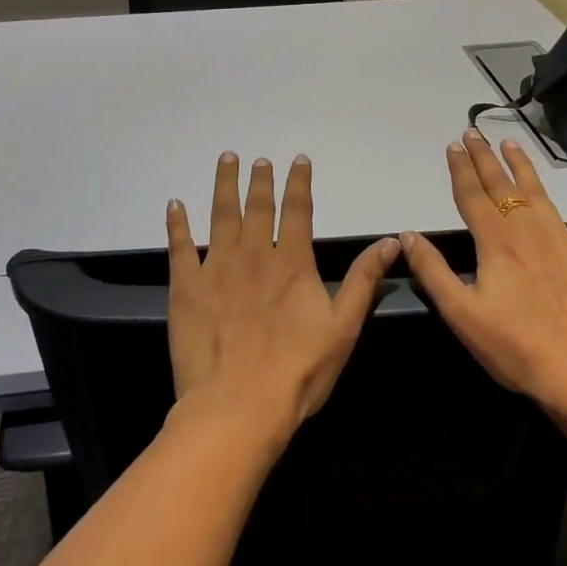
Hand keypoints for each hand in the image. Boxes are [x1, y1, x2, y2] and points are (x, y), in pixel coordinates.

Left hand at [166, 153, 399, 440]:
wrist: (238, 406)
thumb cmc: (298, 371)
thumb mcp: (344, 327)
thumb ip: (364, 280)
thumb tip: (391, 242)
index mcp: (291, 262)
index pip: (297, 210)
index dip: (299, 182)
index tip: (298, 160)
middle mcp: (253, 254)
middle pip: (257, 206)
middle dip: (260, 180)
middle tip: (258, 159)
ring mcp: (216, 268)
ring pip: (220, 215)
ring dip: (224, 185)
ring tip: (226, 160)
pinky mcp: (186, 287)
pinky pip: (180, 246)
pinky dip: (177, 223)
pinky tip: (175, 204)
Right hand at [402, 129, 566, 414]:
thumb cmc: (515, 347)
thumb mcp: (461, 314)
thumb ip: (432, 271)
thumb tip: (408, 235)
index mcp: (496, 242)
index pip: (473, 195)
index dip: (461, 169)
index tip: (453, 145)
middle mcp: (530, 231)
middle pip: (503, 186)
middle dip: (485, 158)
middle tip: (474, 133)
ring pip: (542, 195)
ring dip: (525, 168)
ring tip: (512, 144)